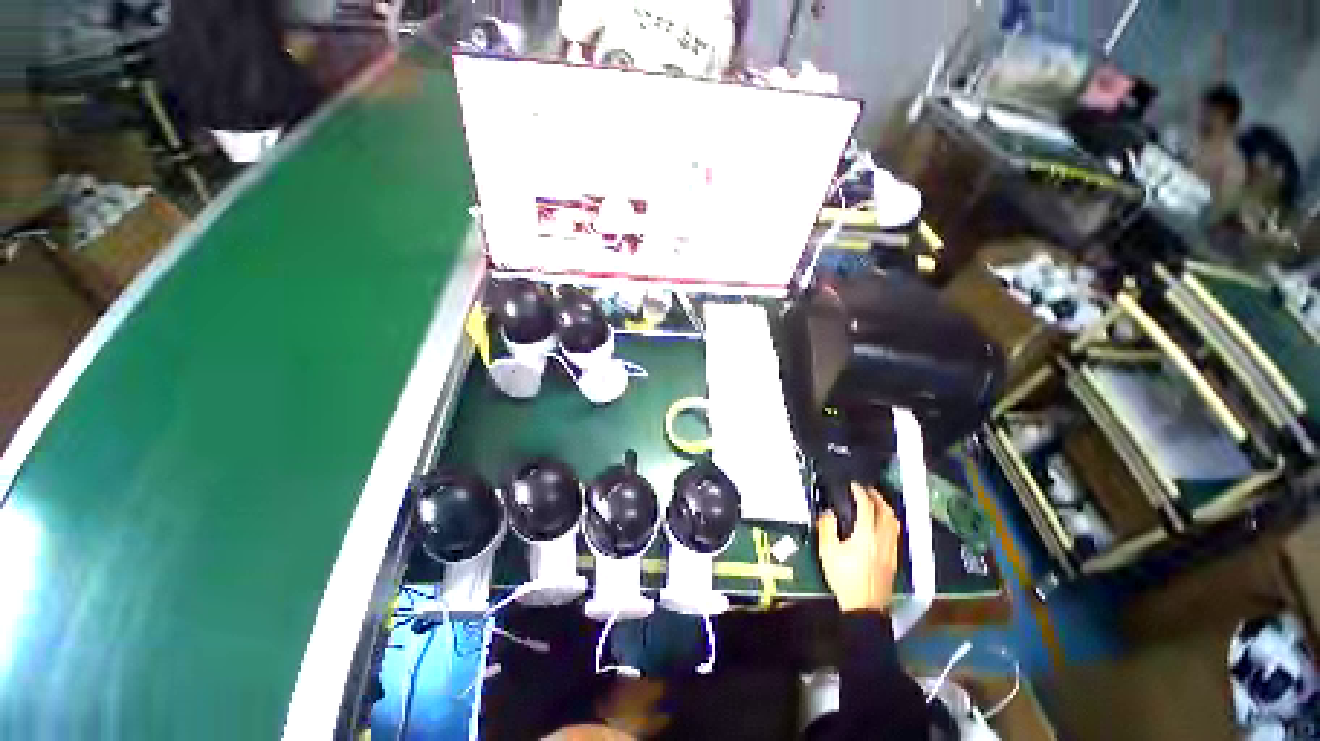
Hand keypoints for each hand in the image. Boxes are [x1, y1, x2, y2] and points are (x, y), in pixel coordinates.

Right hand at [818, 484, 900, 612]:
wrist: (863, 608)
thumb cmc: (844, 579)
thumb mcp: (827, 552)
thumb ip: (827, 528)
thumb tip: (828, 512)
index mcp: (866, 536)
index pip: (867, 507)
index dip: (861, 493)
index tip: (854, 486)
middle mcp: (883, 540)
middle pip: (887, 513)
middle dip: (877, 497)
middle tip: (866, 490)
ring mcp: (891, 551)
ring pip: (894, 523)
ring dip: (886, 509)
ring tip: (875, 503)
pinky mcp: (894, 560)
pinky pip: (895, 534)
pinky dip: (889, 522)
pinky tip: (880, 524)